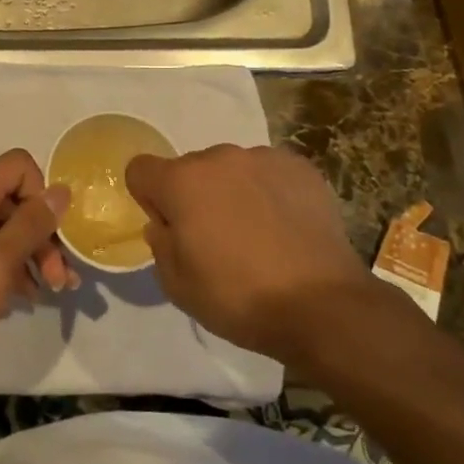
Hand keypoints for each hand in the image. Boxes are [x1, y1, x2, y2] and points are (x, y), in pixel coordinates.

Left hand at [0, 149, 75, 381]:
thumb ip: (32, 225)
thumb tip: (60, 190)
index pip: (18, 165)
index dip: (41, 192)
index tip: (52, 231)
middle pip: (15, 200)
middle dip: (44, 233)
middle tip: (61, 278)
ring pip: (5, 228)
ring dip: (33, 254)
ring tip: (53, 290)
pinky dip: (12, 268)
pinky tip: (26, 297)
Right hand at [126, 143, 383, 365]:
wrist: (323, 305)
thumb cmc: (239, 298)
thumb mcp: (177, 286)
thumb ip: (160, 244)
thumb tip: (166, 223)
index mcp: (182, 182)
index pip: (140, 169)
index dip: (148, 198)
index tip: (170, 228)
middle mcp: (219, 158)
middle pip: (190, 169)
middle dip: (195, 196)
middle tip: (217, 239)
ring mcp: (263, 158)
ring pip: (231, 170)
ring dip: (233, 192)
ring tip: (259, 234)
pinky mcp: (300, 167)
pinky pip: (269, 173)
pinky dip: (269, 192)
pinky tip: (286, 227)